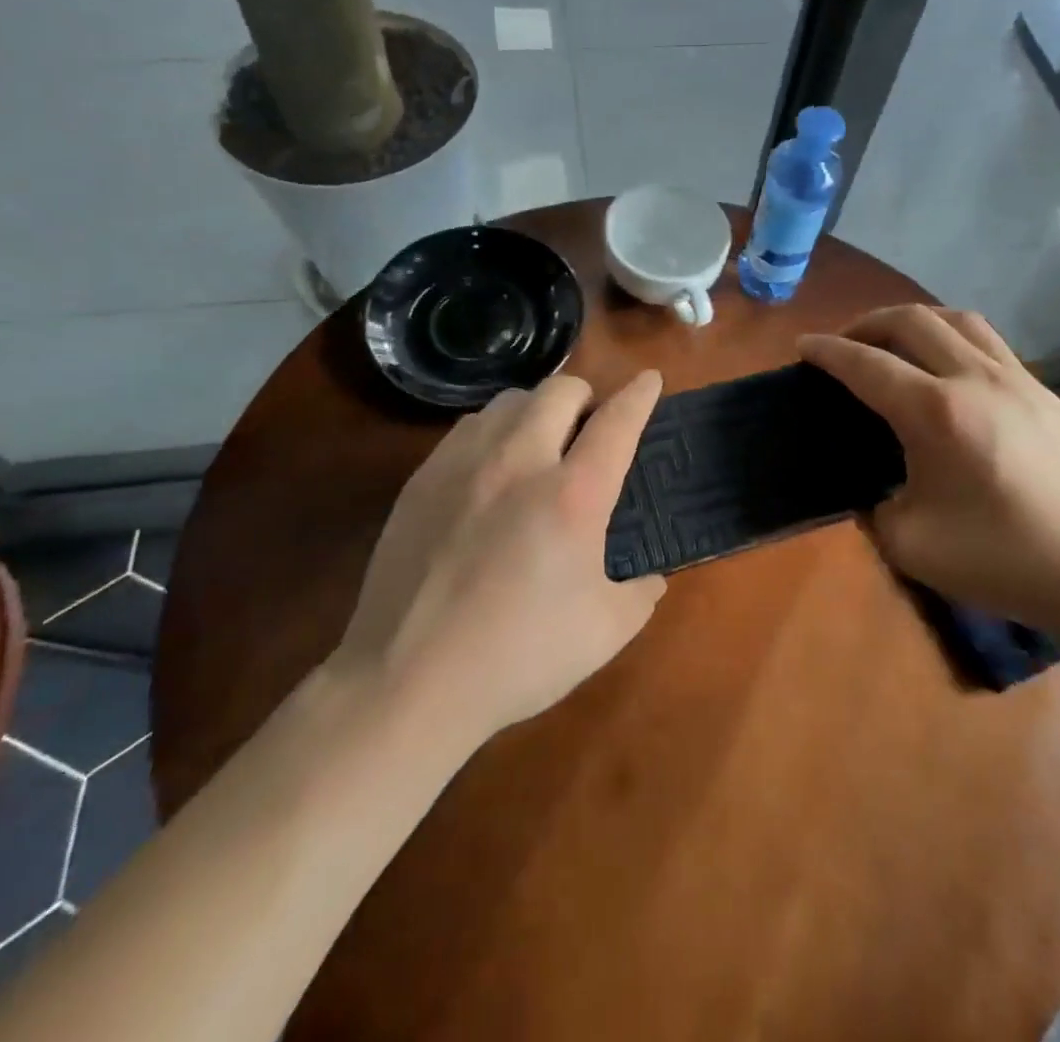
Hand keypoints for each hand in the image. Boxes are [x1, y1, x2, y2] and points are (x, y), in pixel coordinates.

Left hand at [335, 371, 666, 739]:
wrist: (409, 680)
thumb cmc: (518, 656)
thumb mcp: (606, 632)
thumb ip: (641, 592)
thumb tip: (649, 575)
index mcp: (572, 495)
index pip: (617, 421)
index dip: (640, 394)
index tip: (650, 379)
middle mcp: (519, 462)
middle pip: (560, 389)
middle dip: (587, 396)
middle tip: (590, 429)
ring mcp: (464, 464)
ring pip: (510, 400)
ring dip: (538, 409)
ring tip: (540, 443)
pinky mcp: (423, 478)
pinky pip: (469, 427)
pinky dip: (494, 431)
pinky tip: (491, 469)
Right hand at [799, 306, 1059, 633]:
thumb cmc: (1001, 560)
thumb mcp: (909, 544)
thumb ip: (875, 506)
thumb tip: (875, 487)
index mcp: (935, 413)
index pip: (866, 364)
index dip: (828, 352)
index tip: (803, 347)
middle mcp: (975, 379)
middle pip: (911, 321)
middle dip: (867, 324)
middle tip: (845, 343)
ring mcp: (1019, 381)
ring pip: (958, 320)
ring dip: (915, 321)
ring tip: (895, 342)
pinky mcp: (1047, 394)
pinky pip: (991, 344)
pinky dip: (954, 340)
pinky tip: (949, 372)